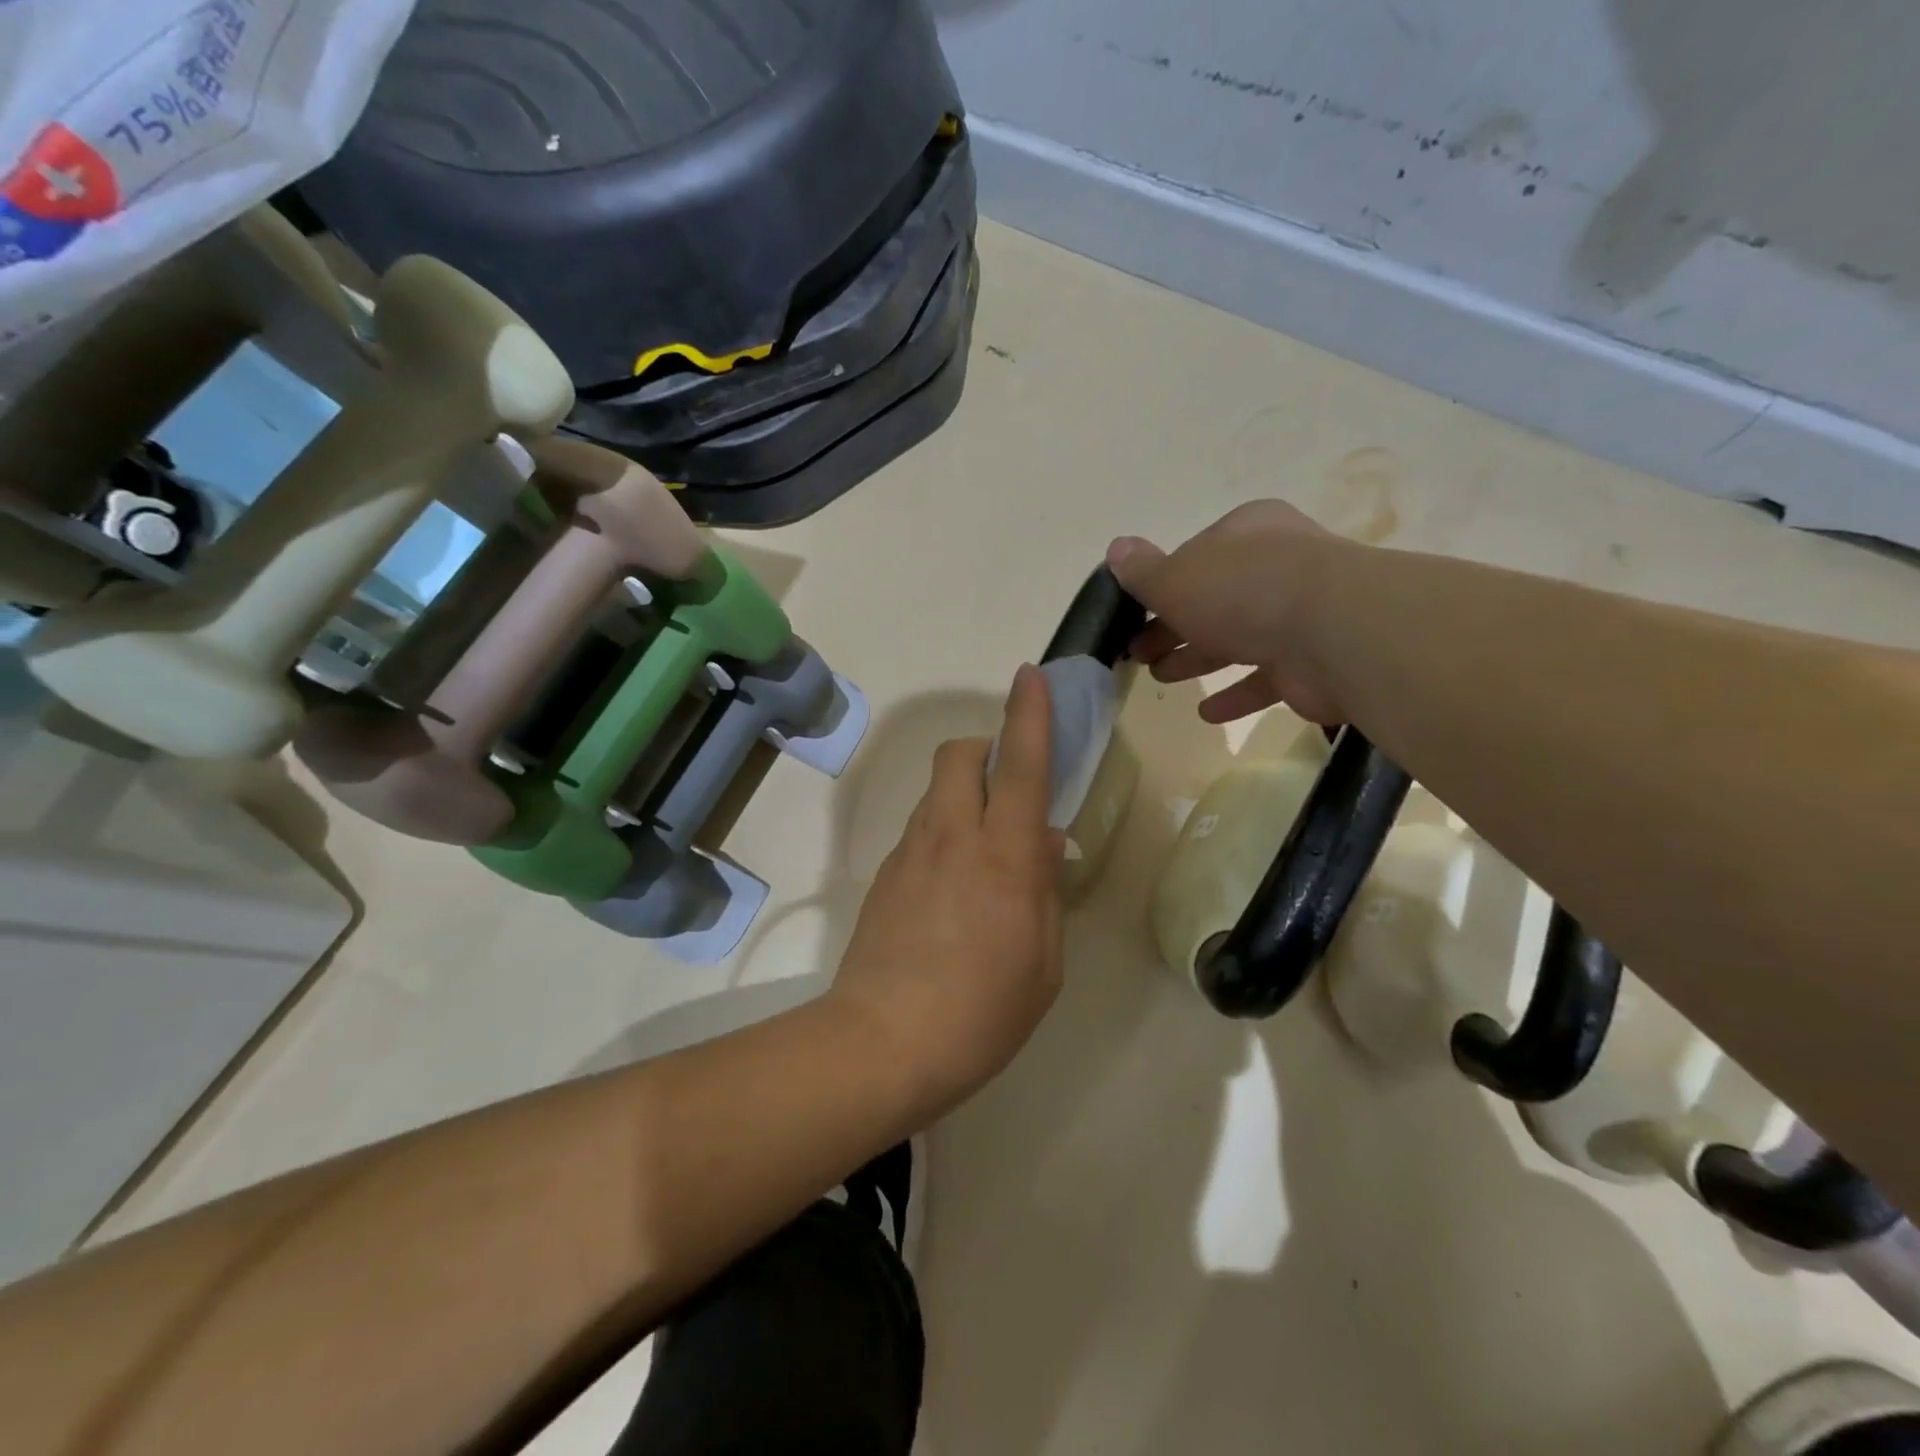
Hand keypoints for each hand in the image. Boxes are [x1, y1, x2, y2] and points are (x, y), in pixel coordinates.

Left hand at [827, 664, 1064, 1116]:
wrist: (882, 1043)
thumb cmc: (982, 1011)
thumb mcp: (1043, 961)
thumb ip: (1045, 890)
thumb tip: (1043, 841)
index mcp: (1004, 855)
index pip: (1020, 765)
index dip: (1029, 715)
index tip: (1031, 676)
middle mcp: (952, 837)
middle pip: (959, 754)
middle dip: (986, 749)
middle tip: (1007, 788)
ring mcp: (910, 852)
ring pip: (936, 790)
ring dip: (964, 794)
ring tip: (983, 851)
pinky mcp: (884, 875)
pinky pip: (920, 830)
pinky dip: (943, 833)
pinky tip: (952, 888)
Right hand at [1107, 499, 1347, 724]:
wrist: (1334, 631)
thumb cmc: (1244, 591)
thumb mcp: (1176, 578)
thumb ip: (1143, 571)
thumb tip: (1115, 548)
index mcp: (1246, 534)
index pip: (1195, 556)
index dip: (1162, 586)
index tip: (1135, 613)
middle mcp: (1276, 567)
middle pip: (1213, 600)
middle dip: (1173, 627)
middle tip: (1140, 653)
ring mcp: (1299, 615)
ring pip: (1237, 638)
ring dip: (1197, 659)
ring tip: (1161, 678)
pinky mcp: (1311, 662)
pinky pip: (1265, 678)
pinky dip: (1235, 694)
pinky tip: (1207, 713)